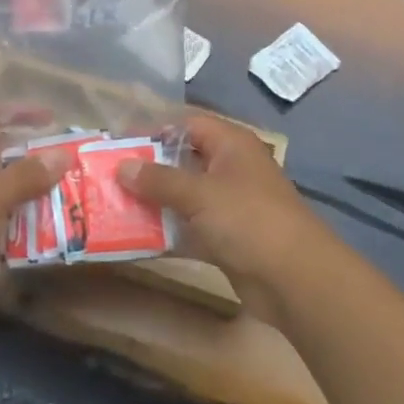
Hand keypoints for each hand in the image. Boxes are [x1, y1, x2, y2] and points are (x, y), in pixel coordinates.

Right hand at [118, 112, 333, 324]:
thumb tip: (121, 166)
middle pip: (183, 160)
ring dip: (153, 202)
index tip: (119, 143)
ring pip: (183, 196)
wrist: (295, 279)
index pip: (187, 124)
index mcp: (231, 144)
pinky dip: (166, 231)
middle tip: (108, 176)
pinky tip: (134, 238)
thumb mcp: (200, 193)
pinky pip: (189, 227)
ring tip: (112, 205)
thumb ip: (159, 179)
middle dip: (148, 169)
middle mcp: (230, 168)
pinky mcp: (226, 238)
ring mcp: (229, 205)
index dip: (154, 130)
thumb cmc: (248, 219)